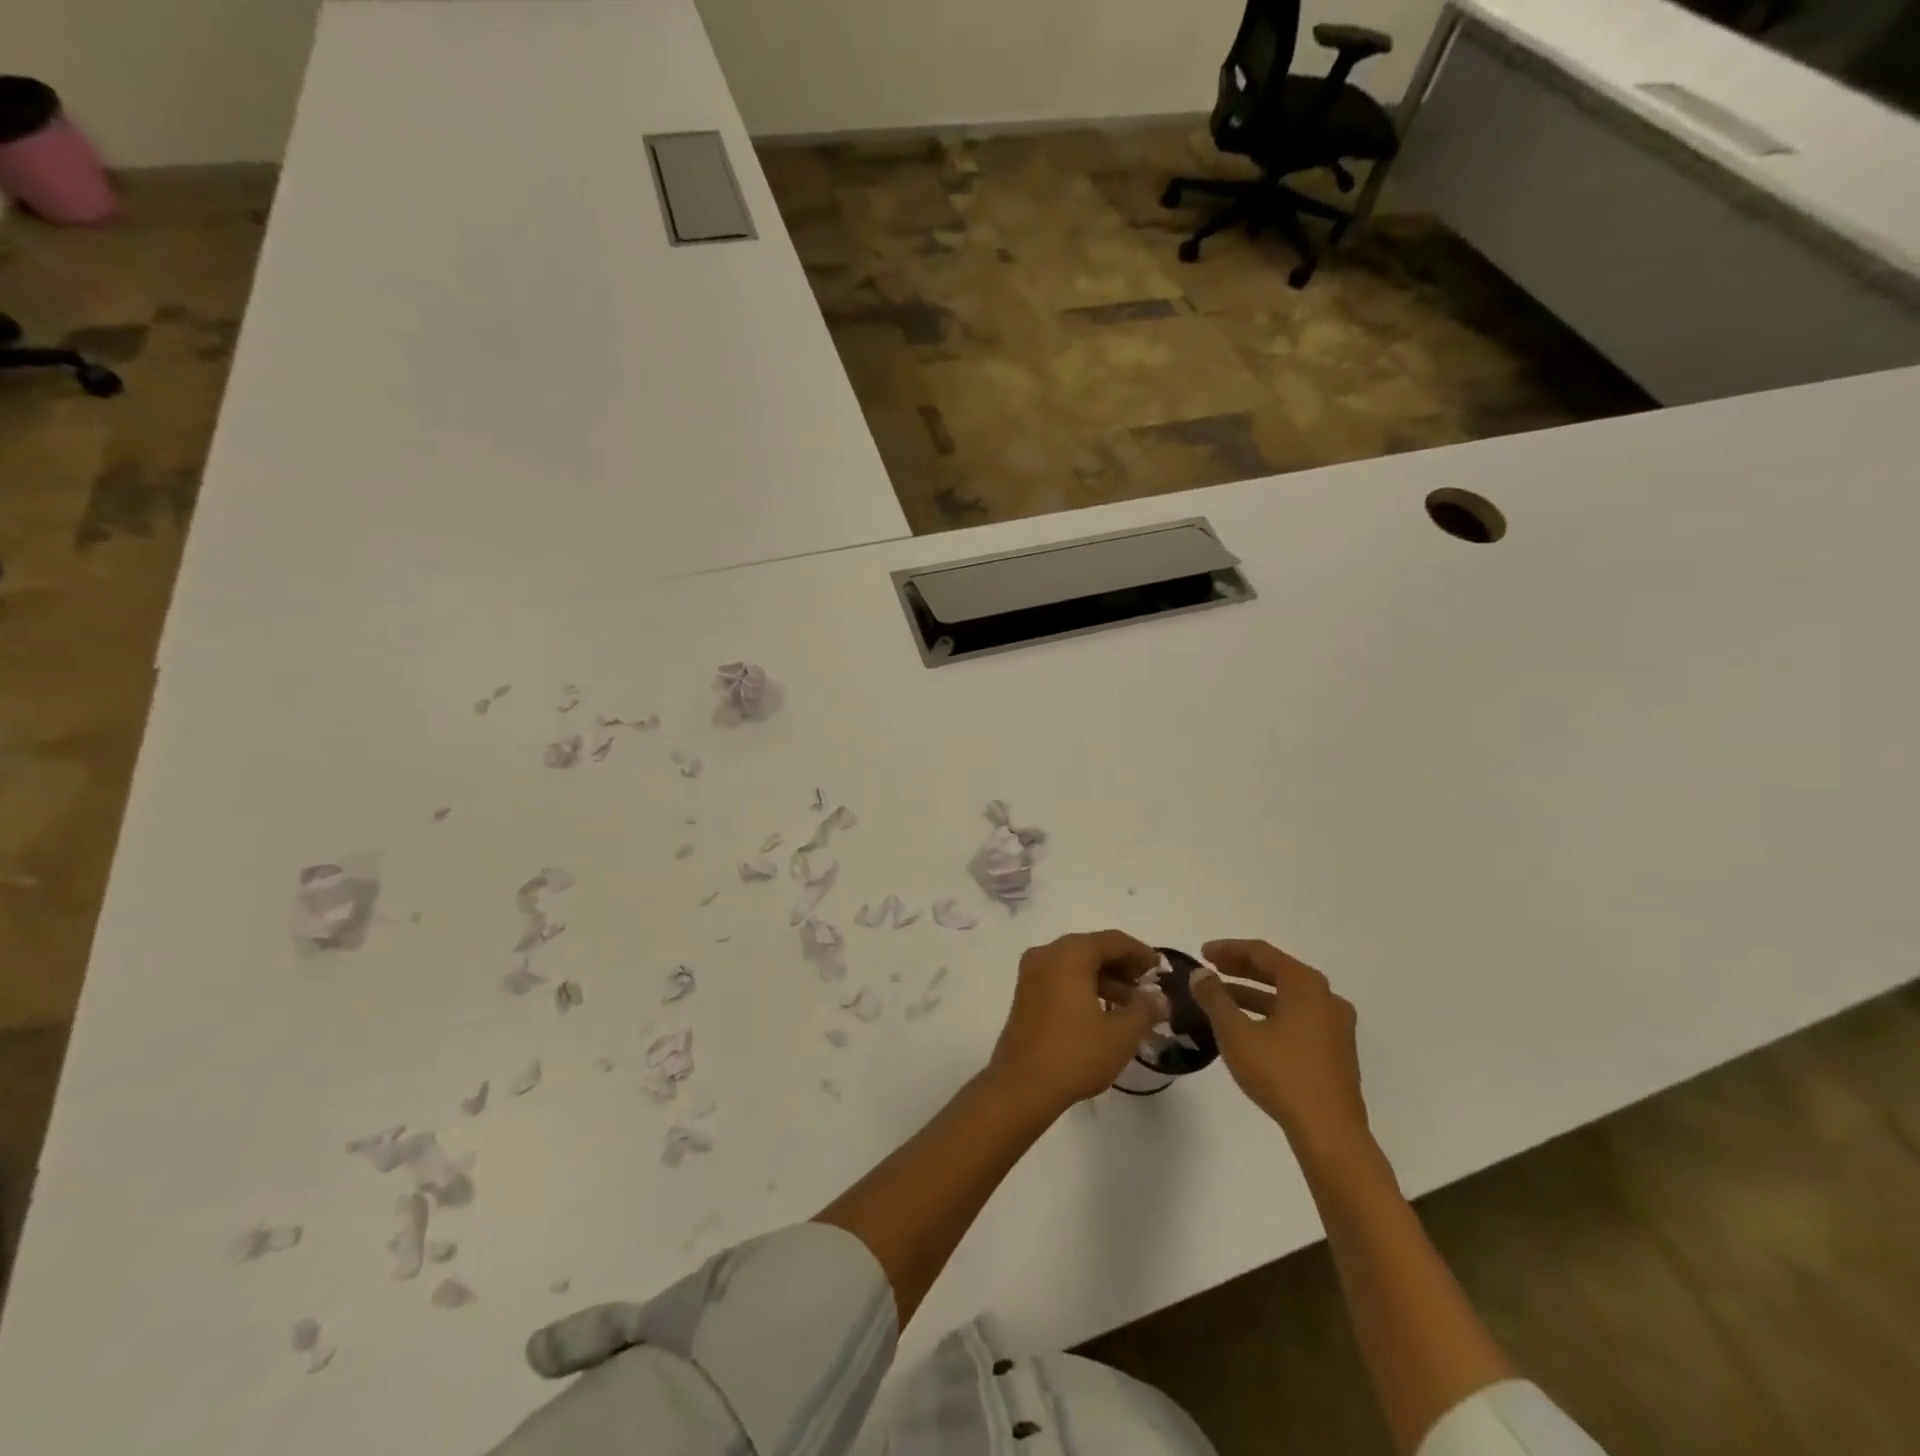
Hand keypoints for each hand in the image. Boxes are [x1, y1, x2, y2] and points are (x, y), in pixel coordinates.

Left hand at [986, 930, 1164, 1116]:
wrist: (1021, 1086)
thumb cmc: (1075, 1054)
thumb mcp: (1120, 1035)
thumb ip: (1144, 1010)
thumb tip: (1159, 998)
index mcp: (1069, 954)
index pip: (1113, 940)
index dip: (1140, 952)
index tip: (1160, 969)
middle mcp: (1047, 954)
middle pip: (1092, 948)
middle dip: (1122, 965)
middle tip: (1147, 986)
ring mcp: (1032, 974)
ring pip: (1076, 964)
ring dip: (1105, 979)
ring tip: (1131, 1005)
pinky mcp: (1025, 994)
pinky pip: (1061, 978)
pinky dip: (1084, 987)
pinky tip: (1104, 1012)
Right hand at [1189, 939, 1369, 1153]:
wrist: (1329, 1132)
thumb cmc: (1280, 1073)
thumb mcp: (1236, 1032)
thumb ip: (1214, 998)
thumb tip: (1200, 974)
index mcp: (1305, 985)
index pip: (1262, 952)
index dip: (1228, 949)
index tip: (1202, 953)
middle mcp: (1326, 997)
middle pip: (1278, 971)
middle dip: (1241, 969)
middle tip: (1211, 970)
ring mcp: (1336, 1025)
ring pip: (1288, 997)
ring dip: (1253, 993)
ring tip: (1222, 999)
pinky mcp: (1336, 1051)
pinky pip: (1298, 1017)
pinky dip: (1271, 1013)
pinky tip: (1249, 1027)